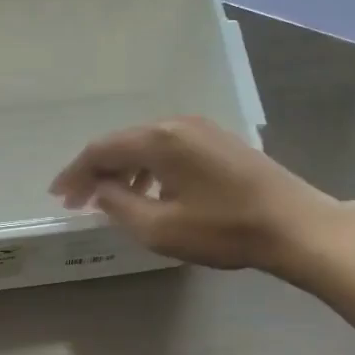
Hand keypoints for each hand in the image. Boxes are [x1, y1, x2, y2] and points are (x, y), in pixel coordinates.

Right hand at [49, 116, 338, 273]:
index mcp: (160, 140)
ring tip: (111, 199)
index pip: (102, 150)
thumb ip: (119, 205)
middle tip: (78, 200)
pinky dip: (149, 169)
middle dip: (96, 171)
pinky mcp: (220, 142)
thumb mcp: (160, 228)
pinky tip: (151, 192)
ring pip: (147, 145)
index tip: (59, 196)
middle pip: (123, 142)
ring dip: (123, 170)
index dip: (75, 173)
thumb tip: (99, 189)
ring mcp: (202, 130)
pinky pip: (170, 149)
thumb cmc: (224, 229)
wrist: (295, 225)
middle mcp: (177, 124)